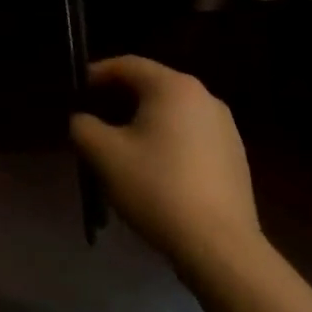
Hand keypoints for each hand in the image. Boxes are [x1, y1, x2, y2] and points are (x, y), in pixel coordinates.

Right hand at [70, 57, 262, 272]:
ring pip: (172, 112)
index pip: (127, 65)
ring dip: (143, 121)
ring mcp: (225, 127)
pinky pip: (190, 135)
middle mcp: (204, 97)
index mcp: (173, 87)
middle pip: (152, 86)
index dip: (96, 74)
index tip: (76, 92)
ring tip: (120, 146)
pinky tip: (153, 169)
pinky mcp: (235, 156)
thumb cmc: (156, 187)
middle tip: (93, 118)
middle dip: (118, 99)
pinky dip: (167, 140)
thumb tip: (83, 120)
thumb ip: (83, 126)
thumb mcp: (102, 154)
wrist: (219, 246)